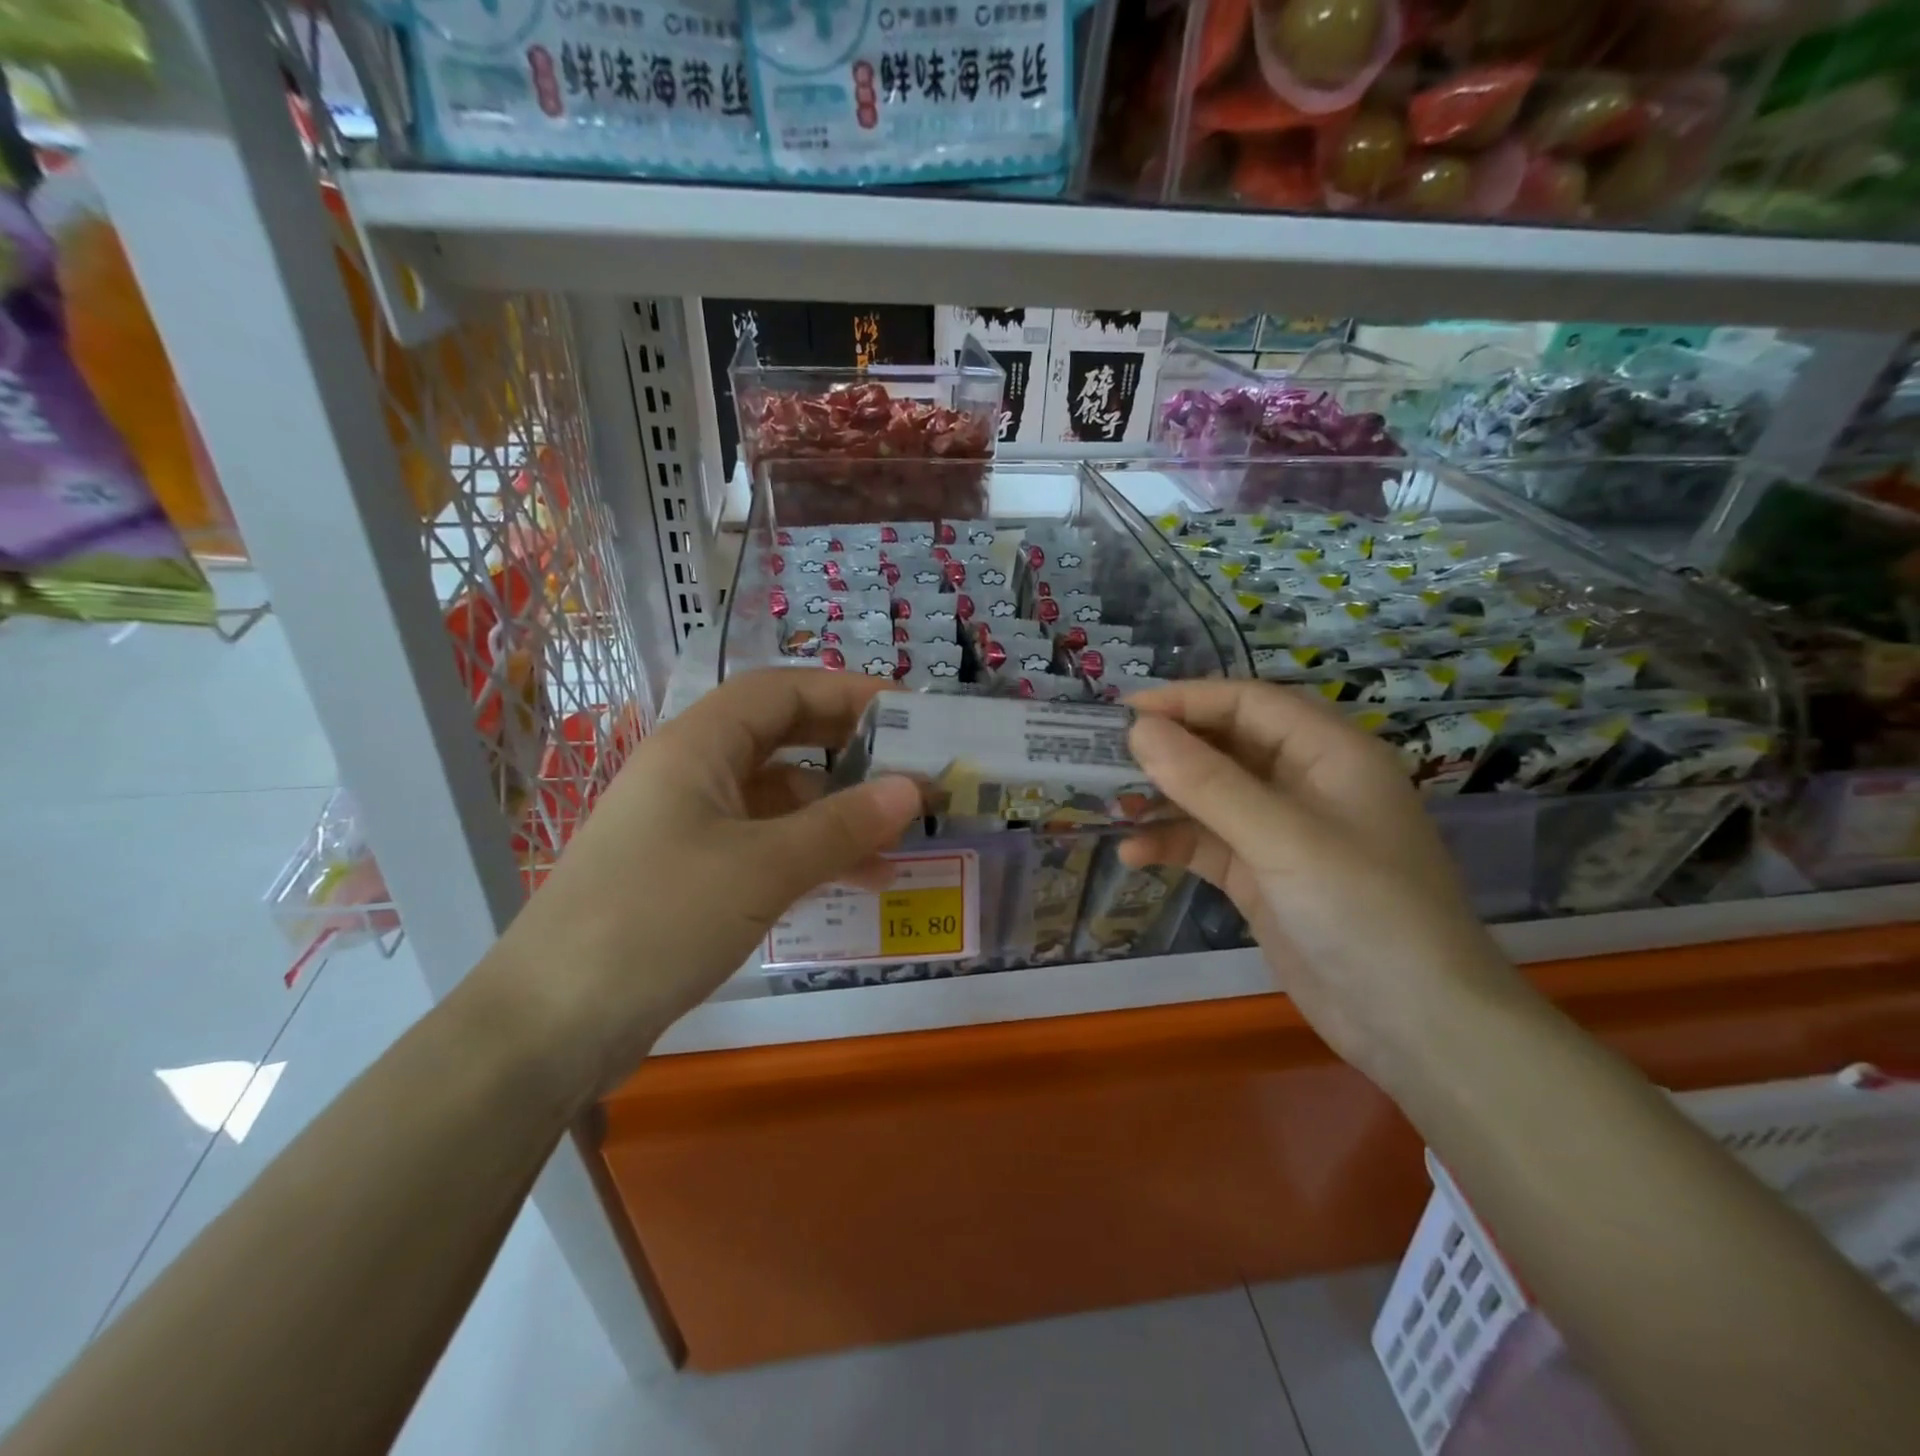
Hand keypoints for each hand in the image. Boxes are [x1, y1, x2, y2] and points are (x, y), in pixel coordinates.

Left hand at [498, 670, 922, 1086]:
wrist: (550, 1026)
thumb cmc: (657, 920)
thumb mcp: (762, 868)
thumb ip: (842, 825)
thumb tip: (913, 790)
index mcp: (698, 745)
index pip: (783, 690)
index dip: (848, 692)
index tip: (911, 714)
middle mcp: (692, 772)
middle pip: (782, 737)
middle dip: (849, 750)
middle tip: (912, 769)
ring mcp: (688, 825)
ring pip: (777, 798)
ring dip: (836, 811)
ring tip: (900, 838)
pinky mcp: (689, 874)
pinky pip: (764, 844)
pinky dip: (810, 852)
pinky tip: (855, 879)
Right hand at [1123, 680, 1525, 1090]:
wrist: (1415, 1027)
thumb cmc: (1364, 912)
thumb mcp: (1283, 839)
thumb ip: (1208, 782)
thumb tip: (1138, 730)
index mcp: (1329, 753)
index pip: (1248, 704)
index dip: (1186, 700)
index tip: (1123, 711)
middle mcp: (1305, 783)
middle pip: (1225, 746)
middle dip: (1168, 749)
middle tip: (1103, 755)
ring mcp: (1282, 833)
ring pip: (1210, 796)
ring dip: (1162, 799)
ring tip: (1110, 805)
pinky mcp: (1263, 877)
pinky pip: (1207, 844)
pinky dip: (1171, 844)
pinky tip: (1133, 854)